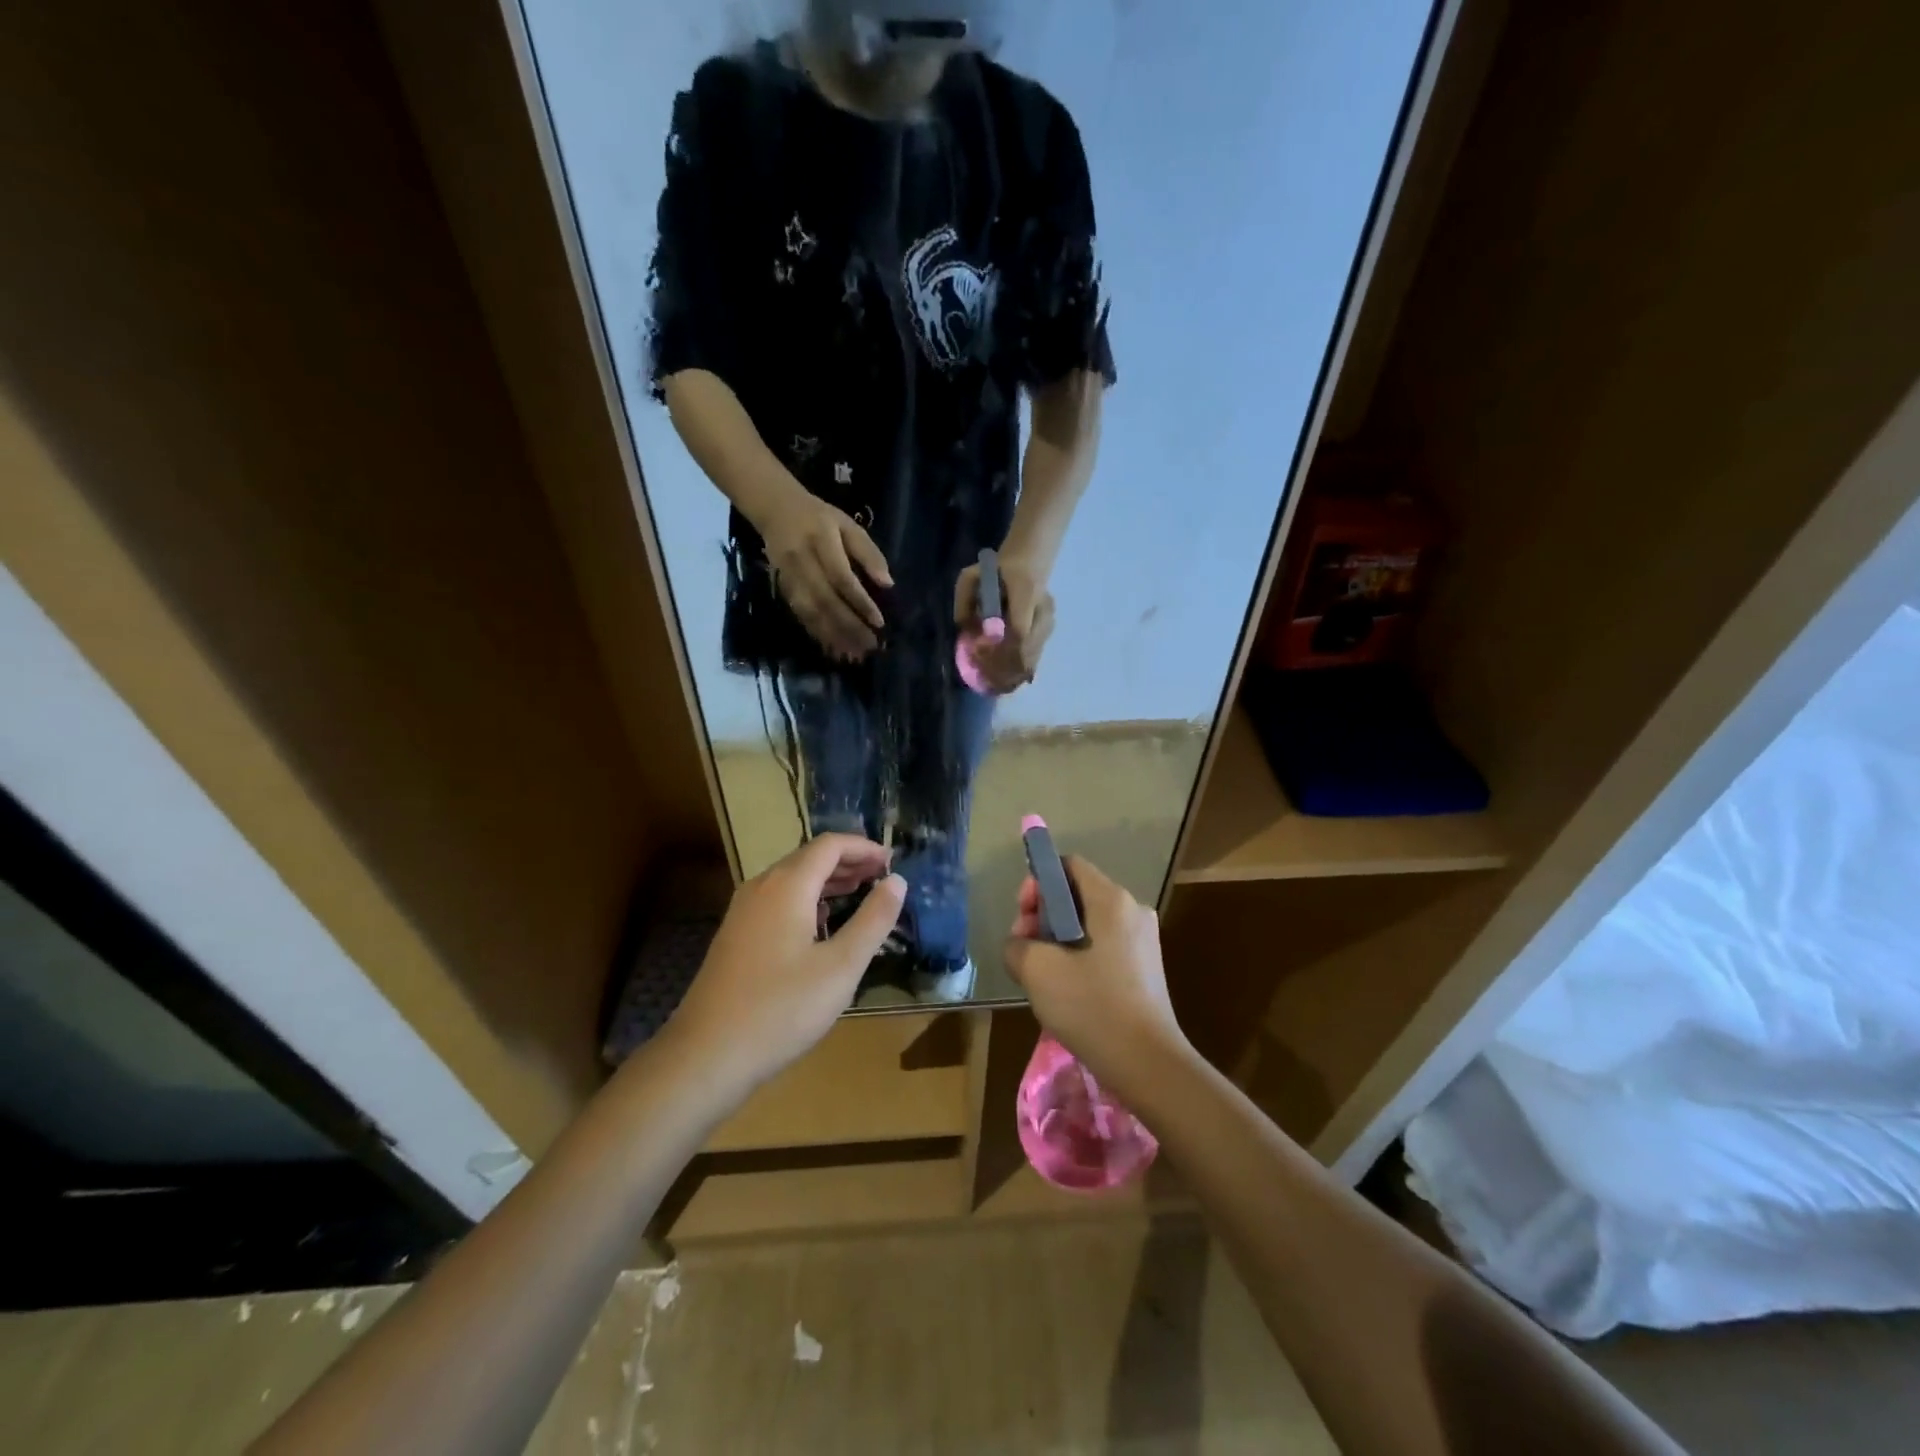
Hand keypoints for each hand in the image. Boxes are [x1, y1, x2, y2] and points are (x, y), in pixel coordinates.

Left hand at [669, 835, 904, 1089]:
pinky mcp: (736, 936)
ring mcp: (743, 912)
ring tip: (861, 893)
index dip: (863, 847)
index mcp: (787, 886)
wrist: (706, 1055)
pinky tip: (822, 924)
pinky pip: (778, 900)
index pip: (829, 845)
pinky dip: (808, 899)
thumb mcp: (841, 966)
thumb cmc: (781, 1009)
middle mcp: (761, 888)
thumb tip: (897, 881)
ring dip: (828, 881)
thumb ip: (873, 920)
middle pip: (809, 858)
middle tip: (882, 877)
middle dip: (848, 862)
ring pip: (792, 880)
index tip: (892, 861)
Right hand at [760, 486, 891, 660]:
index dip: (860, 602)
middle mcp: (802, 561)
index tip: (878, 622)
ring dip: (833, 636)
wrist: (775, 510)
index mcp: (821, 541)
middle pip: (826, 600)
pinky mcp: (783, 588)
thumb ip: (868, 553)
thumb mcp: (848, 525)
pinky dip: (817, 633)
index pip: (841, 578)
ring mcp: (789, 576)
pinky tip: (833, 647)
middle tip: (869, 646)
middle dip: (849, 627)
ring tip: (854, 654)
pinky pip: (800, 615)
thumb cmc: (820, 518)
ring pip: (811, 612)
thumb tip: (888, 584)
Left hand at [955, 553, 1054, 692]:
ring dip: (1012, 672)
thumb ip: (964, 602)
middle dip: (1005, 666)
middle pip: (1027, 648)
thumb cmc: (996, 570)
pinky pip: (1035, 656)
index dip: (1000, 647)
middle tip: (984, 677)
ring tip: (993, 685)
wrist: (1028, 562)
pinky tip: (1005, 682)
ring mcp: (1049, 621)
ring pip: (1033, 656)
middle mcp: (1043, 608)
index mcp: (1026, 590)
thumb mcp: (971, 577)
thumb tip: (965, 632)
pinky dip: (1020, 671)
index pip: (1019, 629)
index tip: (980, 655)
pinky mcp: (1049, 631)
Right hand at [1002, 856, 1188, 1104]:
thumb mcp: (1037, 970)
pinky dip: (1079, 957)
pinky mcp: (1146, 968)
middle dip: (1043, 916)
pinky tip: (1067, 990)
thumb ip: (1016, 945)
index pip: (1069, 865)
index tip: (1022, 917)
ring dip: (1058, 940)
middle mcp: (1132, 910)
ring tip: (1042, 975)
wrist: (1148, 1064)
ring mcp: (1143, 940)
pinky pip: (1103, 947)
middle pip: (1077, 894)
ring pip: (1088, 923)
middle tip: (1025, 949)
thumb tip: (1020, 945)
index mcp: (1111, 900)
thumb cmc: (1092, 1006)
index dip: (1038, 883)